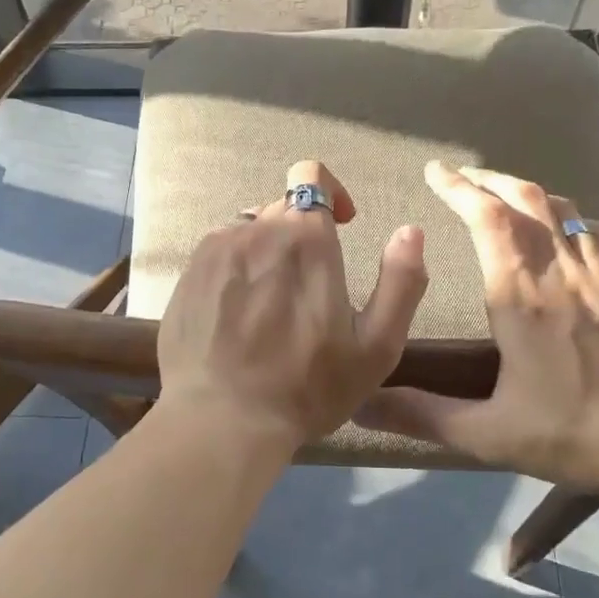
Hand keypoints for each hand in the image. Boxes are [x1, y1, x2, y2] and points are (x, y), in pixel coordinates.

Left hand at [157, 161, 428, 448]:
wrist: (221, 419)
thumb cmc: (306, 388)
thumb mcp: (376, 347)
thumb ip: (401, 282)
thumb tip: (411, 230)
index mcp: (305, 238)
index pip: (311, 177)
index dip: (330, 193)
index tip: (342, 225)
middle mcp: (255, 229)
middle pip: (281, 208)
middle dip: (301, 233)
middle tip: (310, 286)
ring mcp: (214, 250)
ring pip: (248, 231)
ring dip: (267, 252)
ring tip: (272, 303)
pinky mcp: (187, 274)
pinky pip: (219, 253)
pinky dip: (235, 269)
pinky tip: (238, 314)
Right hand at [358, 162, 598, 489]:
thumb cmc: (583, 432)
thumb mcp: (492, 435)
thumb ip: (424, 415)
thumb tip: (361, 405)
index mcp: (521, 295)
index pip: (486, 217)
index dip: (458, 187)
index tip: (435, 171)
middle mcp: (564, 268)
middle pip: (525, 198)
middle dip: (488, 179)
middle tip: (463, 176)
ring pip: (565, 208)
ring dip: (529, 193)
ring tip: (507, 195)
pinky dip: (572, 216)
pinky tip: (570, 229)